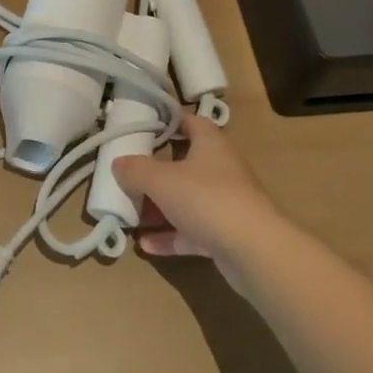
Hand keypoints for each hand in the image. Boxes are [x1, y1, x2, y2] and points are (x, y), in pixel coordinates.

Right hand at [112, 115, 286, 287]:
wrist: (255, 251)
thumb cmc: (206, 199)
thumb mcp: (161, 180)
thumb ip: (135, 169)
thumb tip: (118, 163)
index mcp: (210, 144)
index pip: (190, 121)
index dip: (167, 121)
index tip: (142, 128)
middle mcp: (220, 169)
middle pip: (184, 163)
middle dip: (155, 172)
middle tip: (128, 176)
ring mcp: (225, 203)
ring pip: (186, 200)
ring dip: (159, 208)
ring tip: (131, 214)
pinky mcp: (226, 235)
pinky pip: (192, 231)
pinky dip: (170, 236)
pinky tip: (145, 245)